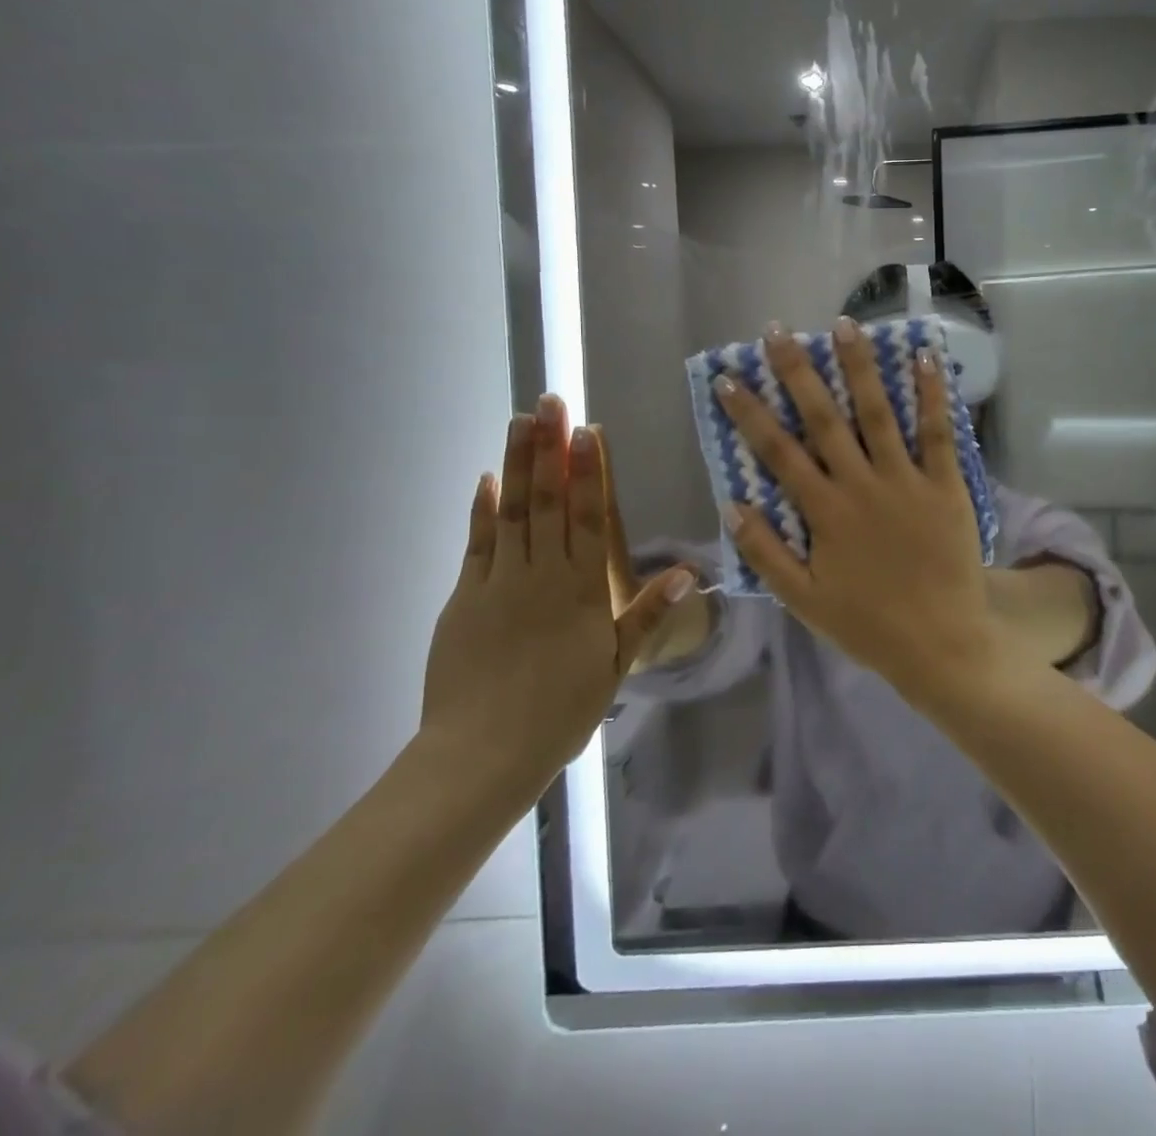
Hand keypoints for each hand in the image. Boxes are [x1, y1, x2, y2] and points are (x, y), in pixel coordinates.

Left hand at [421, 395, 694, 783]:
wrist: (482, 753)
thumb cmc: (561, 710)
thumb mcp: (617, 665)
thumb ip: (648, 613)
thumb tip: (690, 572)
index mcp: (583, 590)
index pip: (589, 518)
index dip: (589, 472)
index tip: (587, 432)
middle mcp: (543, 575)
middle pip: (549, 502)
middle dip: (550, 449)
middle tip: (549, 403)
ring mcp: (500, 582)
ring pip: (512, 511)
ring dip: (516, 463)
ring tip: (520, 421)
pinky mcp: (466, 597)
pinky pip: (477, 543)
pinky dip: (482, 509)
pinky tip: (486, 479)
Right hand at [714, 319, 996, 698]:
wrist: (941, 644)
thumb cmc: (869, 624)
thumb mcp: (803, 601)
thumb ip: (766, 553)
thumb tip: (732, 504)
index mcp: (825, 512)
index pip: (778, 451)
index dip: (750, 412)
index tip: (730, 378)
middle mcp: (861, 485)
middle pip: (824, 418)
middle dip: (798, 372)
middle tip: (779, 332)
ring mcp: (907, 481)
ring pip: (878, 413)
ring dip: (860, 367)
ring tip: (845, 325)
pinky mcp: (946, 485)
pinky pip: (939, 432)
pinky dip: (932, 394)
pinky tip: (925, 357)